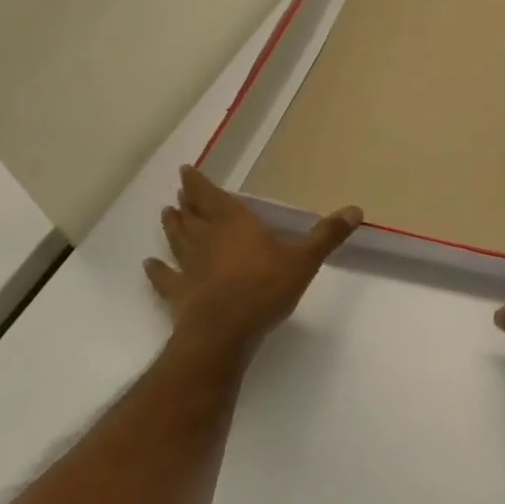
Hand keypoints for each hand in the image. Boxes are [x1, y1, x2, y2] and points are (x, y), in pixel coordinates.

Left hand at [145, 165, 361, 361]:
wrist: (224, 332)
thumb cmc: (265, 287)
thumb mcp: (304, 259)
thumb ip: (327, 235)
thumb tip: (355, 209)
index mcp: (235, 224)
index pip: (212, 197)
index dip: (198, 183)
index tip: (186, 171)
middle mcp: (208, 239)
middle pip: (193, 216)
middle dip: (187, 203)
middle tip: (179, 193)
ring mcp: (190, 267)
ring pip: (178, 240)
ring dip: (172, 227)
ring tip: (165, 214)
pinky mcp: (180, 293)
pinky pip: (165, 278)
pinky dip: (157, 271)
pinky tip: (149, 265)